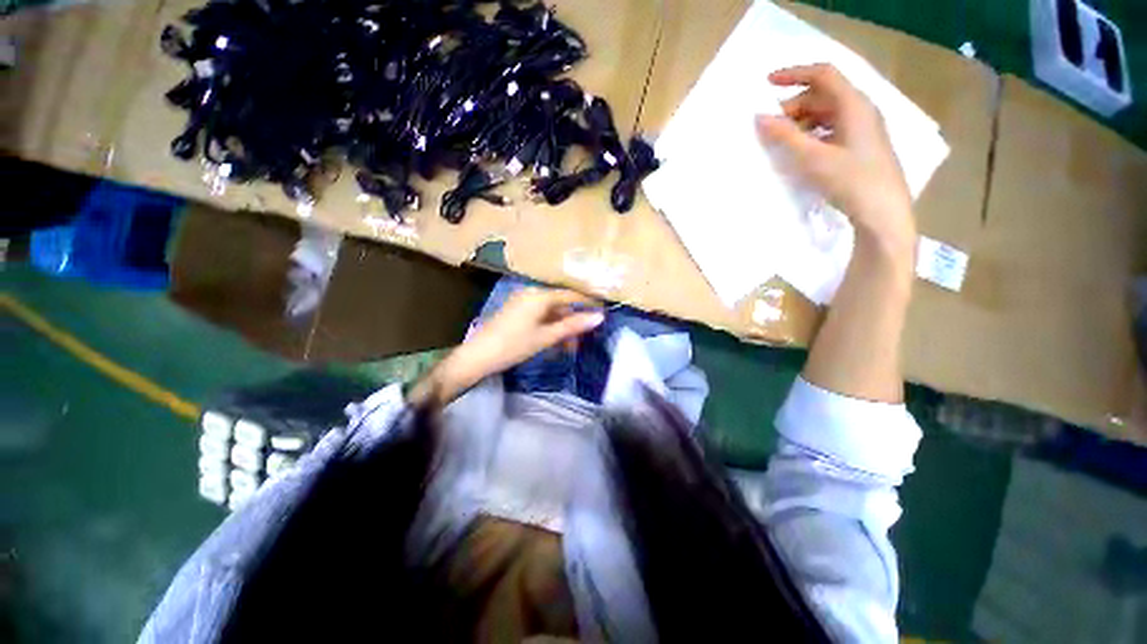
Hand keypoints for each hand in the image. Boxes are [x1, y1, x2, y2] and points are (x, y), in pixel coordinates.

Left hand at [409, 288, 603, 407]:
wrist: (477, 356)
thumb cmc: (514, 345)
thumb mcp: (546, 337)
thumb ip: (573, 326)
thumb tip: (599, 317)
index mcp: (539, 296)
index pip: (571, 295)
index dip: (588, 303)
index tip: (604, 312)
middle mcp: (531, 293)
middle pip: (561, 304)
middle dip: (573, 322)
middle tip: (582, 340)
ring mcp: (522, 302)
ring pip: (550, 313)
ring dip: (561, 328)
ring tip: (568, 348)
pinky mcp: (516, 311)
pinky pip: (539, 316)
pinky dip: (549, 328)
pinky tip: (553, 343)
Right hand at [755, 64, 914, 253]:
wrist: (883, 211)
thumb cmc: (850, 180)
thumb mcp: (813, 158)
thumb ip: (785, 136)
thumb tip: (760, 118)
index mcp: (854, 105)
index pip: (823, 75)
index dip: (794, 74)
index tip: (767, 84)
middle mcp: (861, 110)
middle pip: (823, 94)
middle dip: (794, 105)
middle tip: (770, 126)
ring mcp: (863, 128)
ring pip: (827, 112)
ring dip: (802, 120)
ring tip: (782, 140)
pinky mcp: (861, 145)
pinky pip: (832, 128)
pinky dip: (812, 133)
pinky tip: (801, 150)